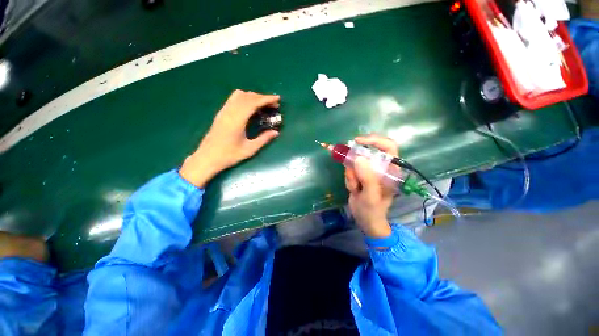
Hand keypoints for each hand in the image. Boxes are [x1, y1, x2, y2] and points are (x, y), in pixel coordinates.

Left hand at [179, 90, 279, 187]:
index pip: (253, 102)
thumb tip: (276, 132)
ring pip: (239, 95)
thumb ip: (263, 139)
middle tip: (273, 104)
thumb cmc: (229, 155)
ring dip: (253, 96)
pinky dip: (245, 98)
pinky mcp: (221, 113)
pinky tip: (250, 107)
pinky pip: (233, 99)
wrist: (207, 158)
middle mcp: (229, 112)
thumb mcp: (249, 149)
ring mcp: (223, 111)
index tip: (277, 98)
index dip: (266, 99)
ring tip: (263, 105)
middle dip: (262, 97)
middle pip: (247, 96)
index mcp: (237, 120)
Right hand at [345, 134, 398, 238]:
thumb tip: (358, 158)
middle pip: (368, 152)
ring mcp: (370, 170)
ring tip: (355, 189)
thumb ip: (367, 178)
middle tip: (350, 171)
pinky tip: (354, 189)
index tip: (358, 141)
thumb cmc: (373, 211)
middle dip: (356, 162)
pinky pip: (350, 169)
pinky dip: (348, 178)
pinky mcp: (361, 174)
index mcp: (391, 170)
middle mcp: (382, 167)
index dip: (374, 140)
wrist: (365, 220)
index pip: (388, 146)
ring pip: (355, 161)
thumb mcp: (371, 196)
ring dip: (351, 174)